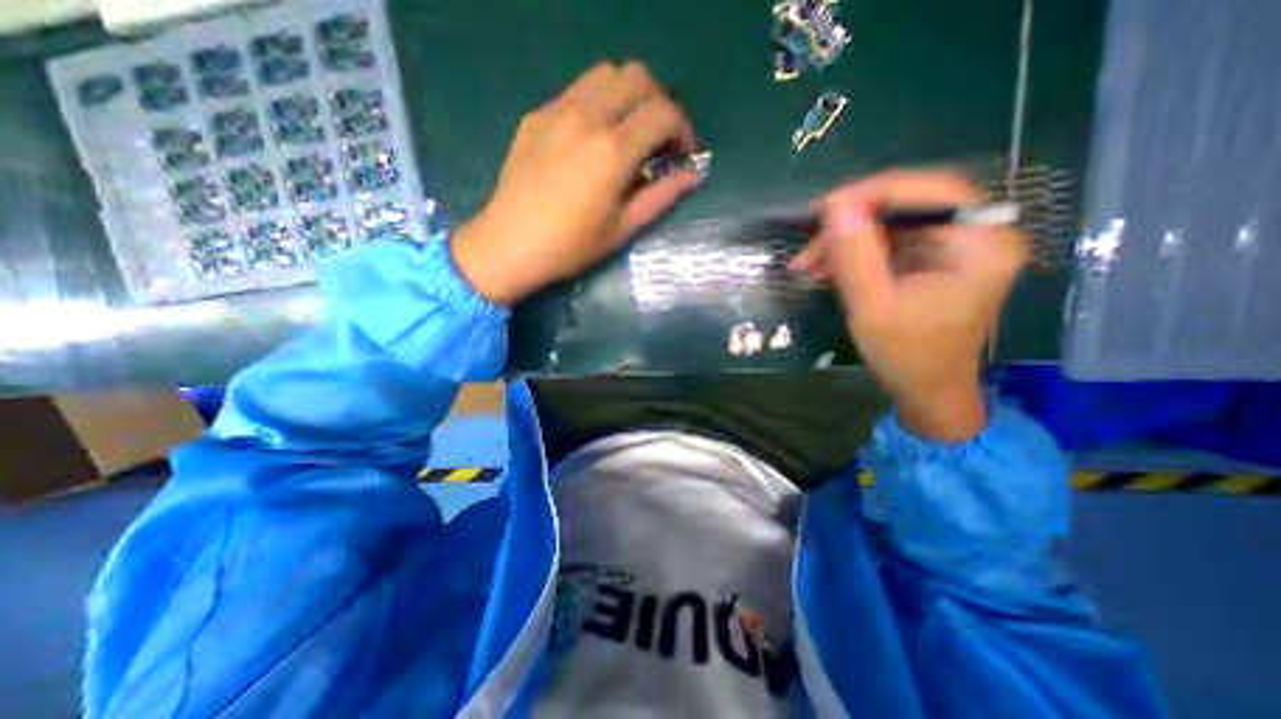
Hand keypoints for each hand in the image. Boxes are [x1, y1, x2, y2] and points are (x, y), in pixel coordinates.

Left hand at [450, 62, 700, 306]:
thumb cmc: (571, 246)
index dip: (684, 129)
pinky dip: (597, 103)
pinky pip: (576, 91)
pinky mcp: (537, 115)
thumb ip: (661, 196)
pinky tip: (592, 138)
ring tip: (628, 132)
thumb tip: (692, 175)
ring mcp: (557, 111)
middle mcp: (587, 117)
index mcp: (612, 150)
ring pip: (605, 74)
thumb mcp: (622, 228)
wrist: (509, 244)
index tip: (683, 153)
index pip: (663, 113)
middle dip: (658, 103)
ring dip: (627, 96)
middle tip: (658, 139)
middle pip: (637, 77)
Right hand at [792, 172, 1027, 440]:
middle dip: (852, 221)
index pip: (932, 190)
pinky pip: (887, 242)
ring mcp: (952, 247)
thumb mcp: (873, 308)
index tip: (825, 209)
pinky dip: (853, 252)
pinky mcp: (930, 260)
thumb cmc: (907, 356)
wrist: (926, 390)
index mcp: (980, 245)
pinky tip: (825, 268)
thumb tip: (837, 209)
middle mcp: (975, 236)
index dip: (875, 192)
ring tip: (807, 263)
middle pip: (909, 204)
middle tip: (809, 240)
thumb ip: (856, 258)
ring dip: (845, 240)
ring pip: (891, 223)